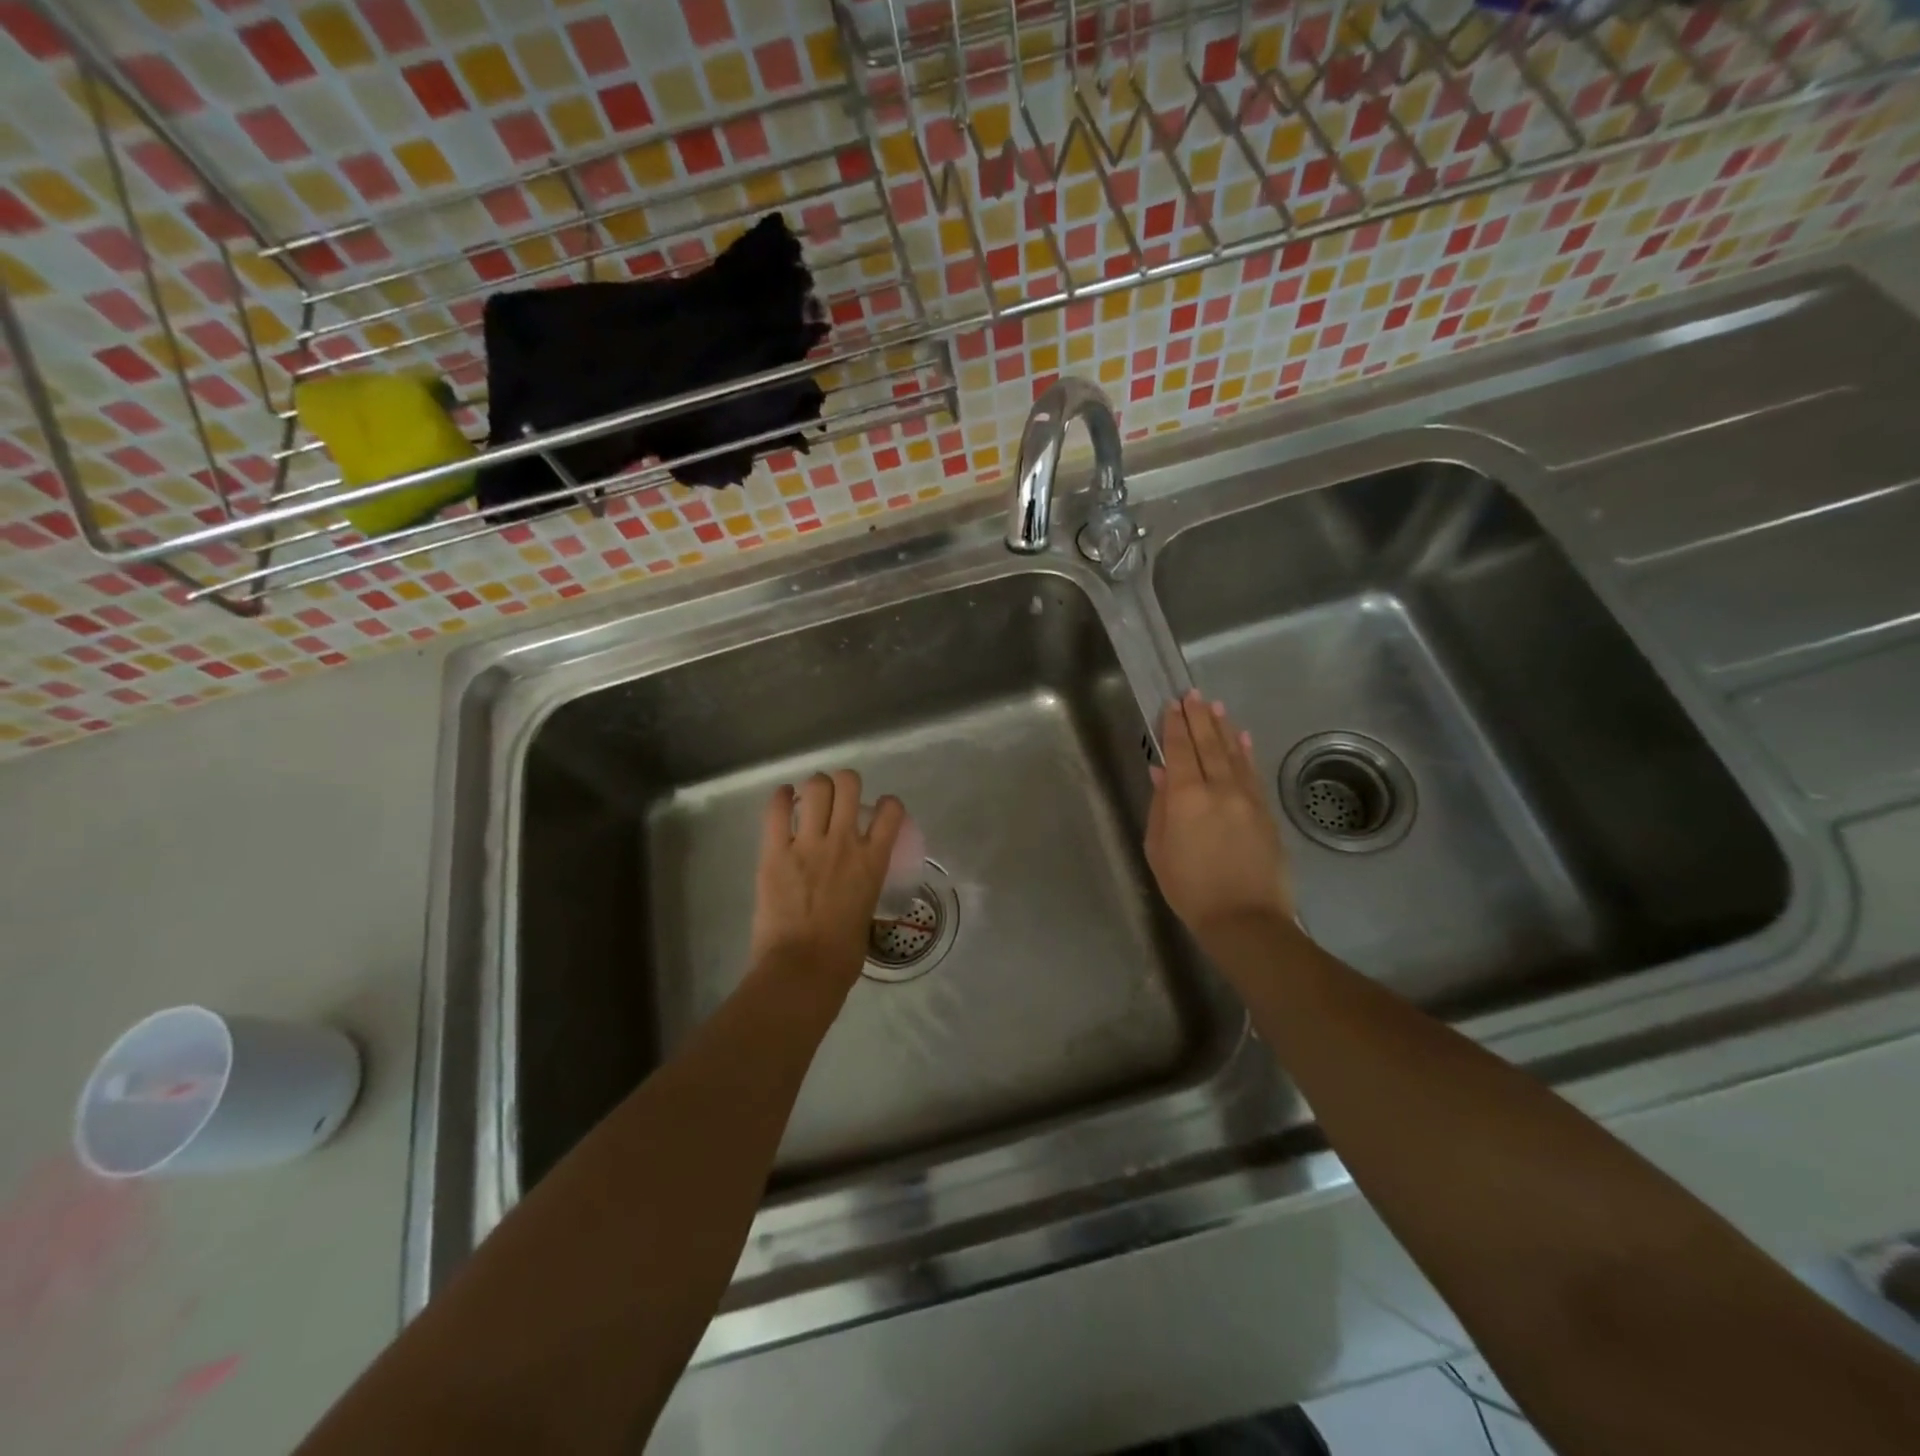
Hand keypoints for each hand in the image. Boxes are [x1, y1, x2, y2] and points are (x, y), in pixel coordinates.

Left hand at [750, 771, 904, 991]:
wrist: (802, 970)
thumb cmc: (842, 956)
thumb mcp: (867, 912)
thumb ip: (863, 887)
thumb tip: (854, 888)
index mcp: (872, 861)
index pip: (891, 811)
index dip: (887, 804)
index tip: (879, 811)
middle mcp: (844, 842)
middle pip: (848, 784)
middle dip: (845, 784)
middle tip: (838, 798)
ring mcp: (808, 844)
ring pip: (816, 788)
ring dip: (815, 787)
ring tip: (811, 798)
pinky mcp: (774, 852)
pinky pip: (776, 810)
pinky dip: (780, 798)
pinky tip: (782, 799)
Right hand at [1146, 692, 1294, 942]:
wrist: (1244, 919)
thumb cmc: (1189, 889)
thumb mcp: (1158, 850)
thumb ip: (1160, 806)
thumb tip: (1161, 772)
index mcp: (1185, 797)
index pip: (1179, 751)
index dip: (1174, 726)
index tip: (1171, 704)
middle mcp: (1218, 788)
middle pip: (1207, 744)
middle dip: (1198, 718)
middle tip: (1193, 694)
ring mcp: (1246, 798)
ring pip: (1233, 753)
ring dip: (1223, 728)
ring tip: (1215, 707)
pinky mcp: (1265, 811)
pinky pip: (1253, 772)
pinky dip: (1246, 752)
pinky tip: (1242, 737)